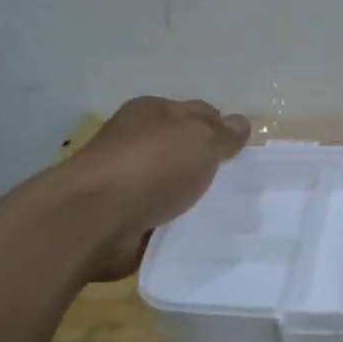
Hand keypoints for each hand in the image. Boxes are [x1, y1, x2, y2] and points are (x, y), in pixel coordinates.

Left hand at [64, 97, 249, 279]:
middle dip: (210, 163)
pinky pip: (163, 213)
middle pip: (185, 148)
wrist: (95, 219)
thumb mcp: (200, 140)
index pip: (199, 111)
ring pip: (175, 182)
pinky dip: (179, 221)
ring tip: (228, 210)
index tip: (247, 151)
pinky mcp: (125, 213)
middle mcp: (138, 140)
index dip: (224, 127)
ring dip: (195, 195)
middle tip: (242, 182)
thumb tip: (241, 123)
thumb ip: (224, 134)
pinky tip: (201, 229)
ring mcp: (129, 178)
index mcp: (152, 111)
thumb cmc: (151, 167)